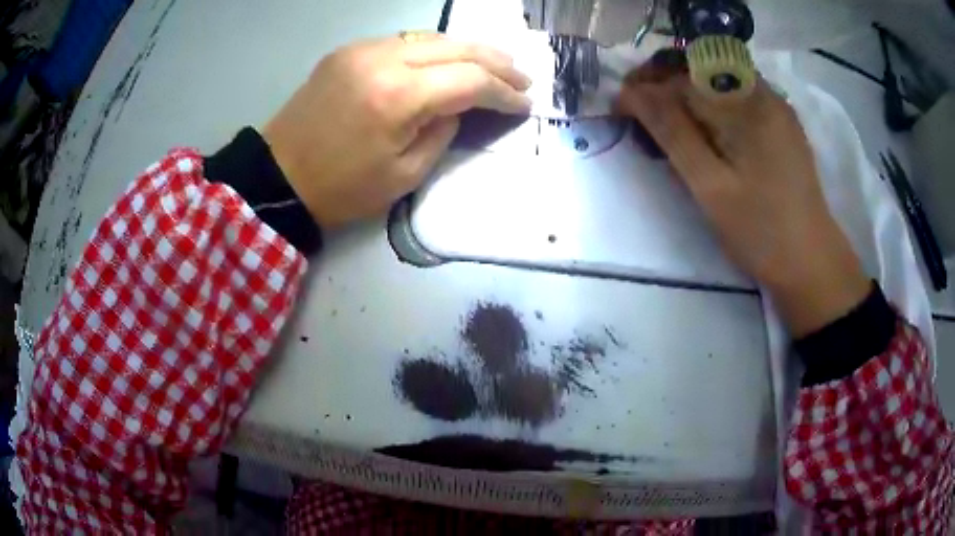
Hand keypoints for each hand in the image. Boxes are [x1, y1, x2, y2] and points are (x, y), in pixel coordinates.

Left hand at [263, 35, 531, 227]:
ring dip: (467, 50)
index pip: (471, 80)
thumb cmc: (342, 189)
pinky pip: (403, 42)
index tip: (524, 103)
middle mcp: (383, 59)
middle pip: (457, 47)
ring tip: (494, 66)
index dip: (504, 92)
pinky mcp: (348, 51)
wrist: (280, 177)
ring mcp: (362, 49)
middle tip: (521, 78)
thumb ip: (443, 132)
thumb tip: (457, 106)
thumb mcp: (406, 175)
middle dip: (497, 62)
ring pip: (431, 37)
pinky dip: (433, 50)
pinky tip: (447, 62)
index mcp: (399, 97)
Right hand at [617, 61, 869, 336]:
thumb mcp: (710, 186)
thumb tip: (632, 93)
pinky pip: (737, 100)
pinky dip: (711, 108)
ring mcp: (776, 108)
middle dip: (664, 84)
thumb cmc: (761, 231)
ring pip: (718, 82)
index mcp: (748, 102)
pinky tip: (704, 135)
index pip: (684, 72)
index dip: (646, 84)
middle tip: (641, 116)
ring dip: (686, 95)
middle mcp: (764, 93)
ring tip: (668, 127)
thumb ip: (672, 132)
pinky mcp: (781, 126)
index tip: (621, 110)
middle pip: (702, 68)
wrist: (811, 263)